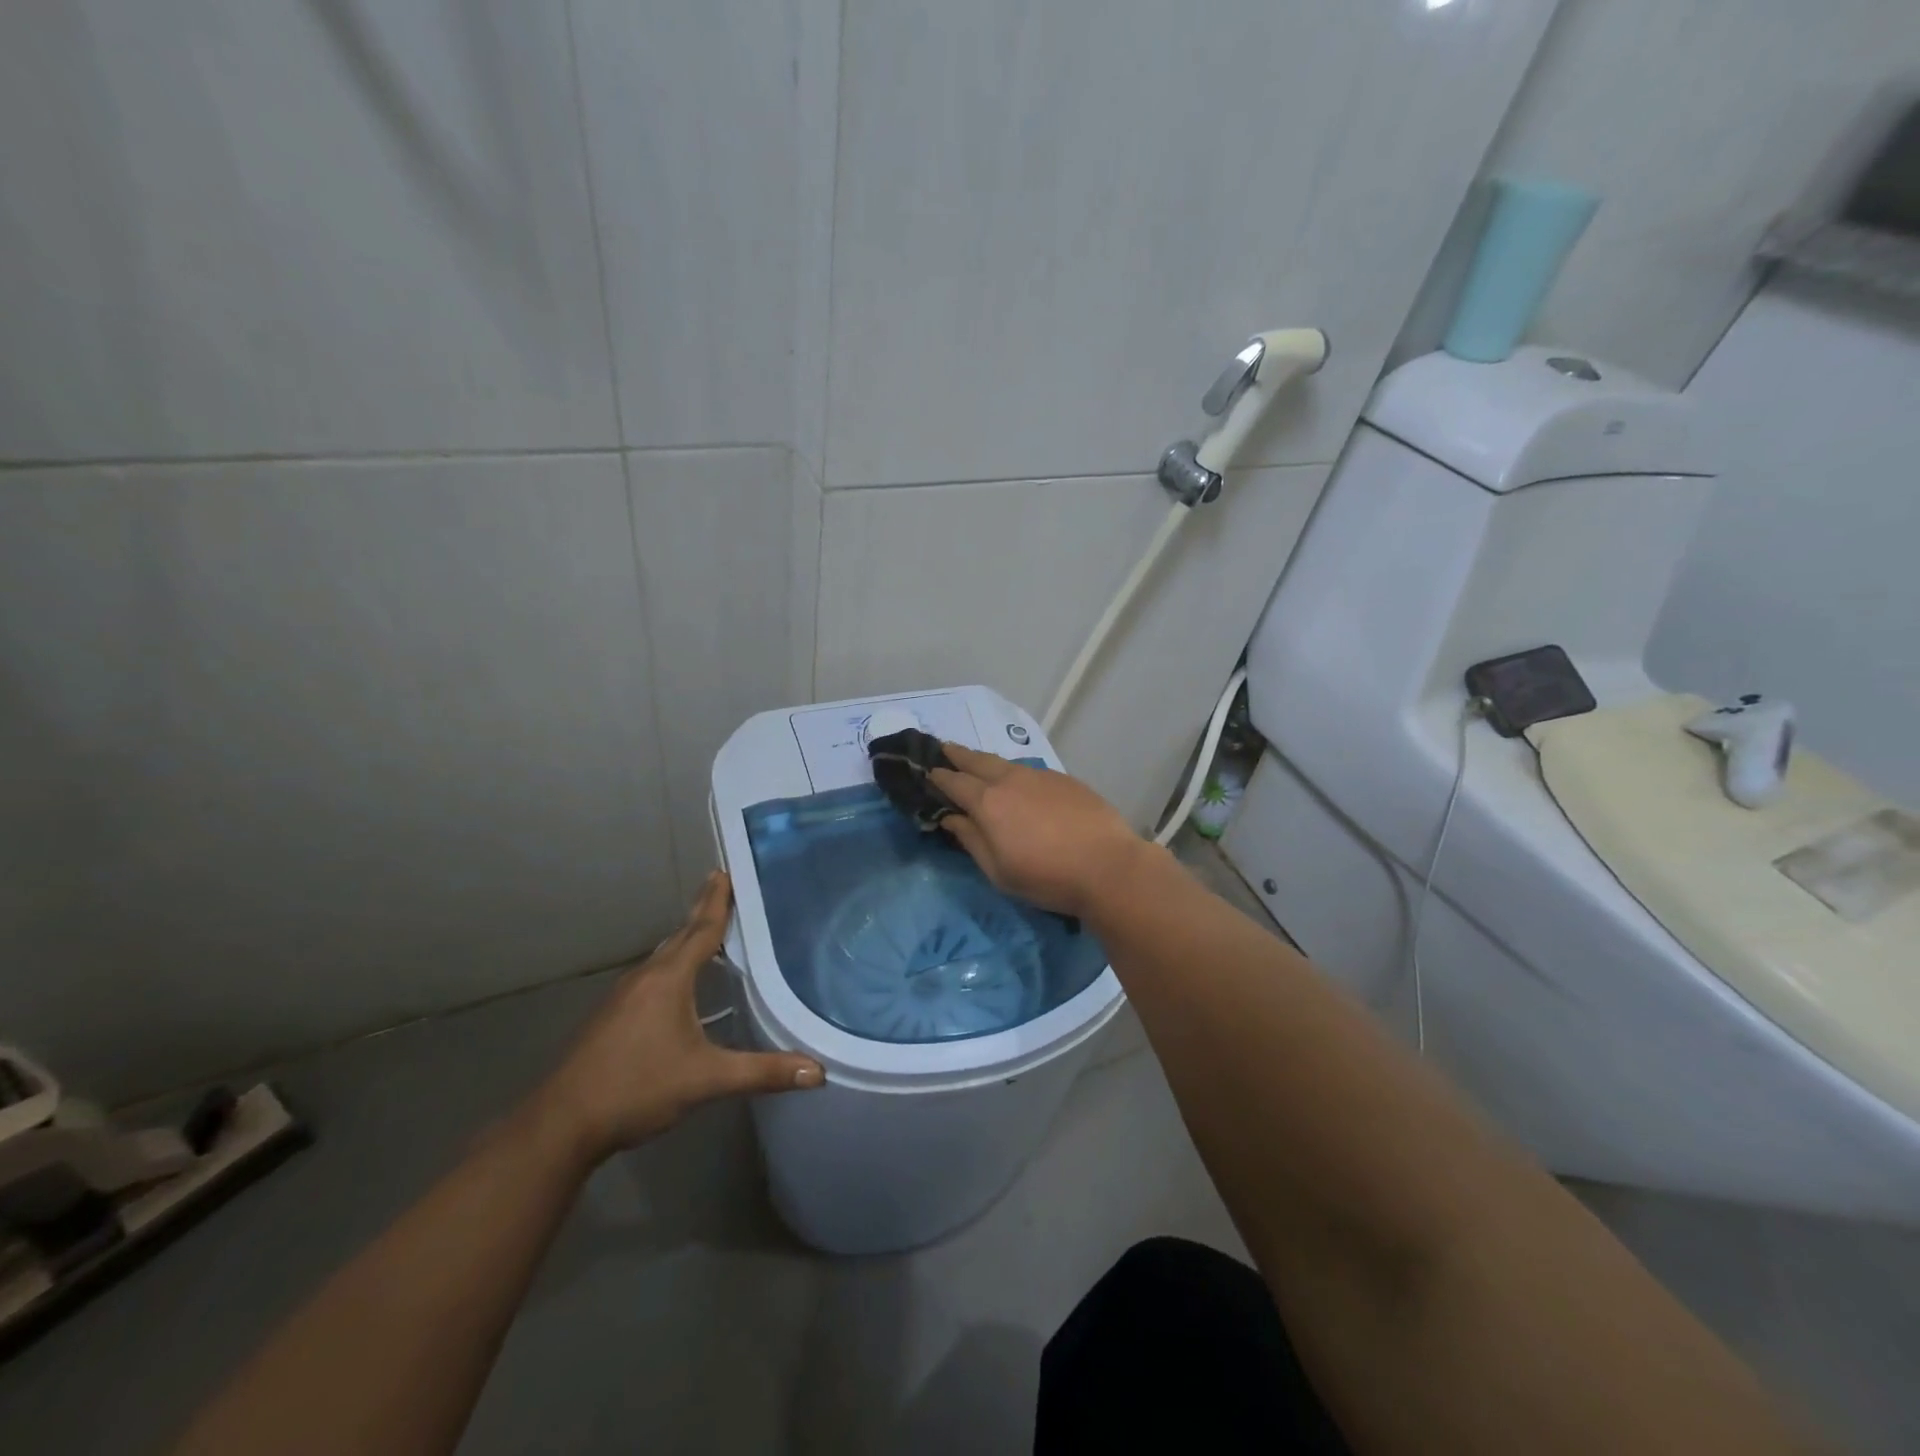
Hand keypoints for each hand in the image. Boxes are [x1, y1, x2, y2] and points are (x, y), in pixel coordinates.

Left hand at [526, 871, 822, 1165]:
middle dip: (702, 912)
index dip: (717, 902)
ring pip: (662, 957)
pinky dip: (671, 966)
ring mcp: (622, 997)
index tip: (725, 872)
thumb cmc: (637, 1089)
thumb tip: (817, 1072)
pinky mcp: (610, 1018)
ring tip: (706, 929)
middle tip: (720, 886)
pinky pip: (650, 977)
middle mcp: (644, 979)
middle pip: (679, 936)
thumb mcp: (706, 1080)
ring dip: (685, 939)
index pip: (701, 930)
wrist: (560, 1125)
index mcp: (668, 980)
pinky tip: (677, 983)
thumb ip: (762, 1072)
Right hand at [931, 742, 1150, 919]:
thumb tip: (952, 818)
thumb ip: (972, 840)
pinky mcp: (1065, 780)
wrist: (1108, 866)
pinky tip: (1019, 783)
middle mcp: (1011, 780)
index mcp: (988, 803)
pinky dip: (1015, 772)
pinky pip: (1030, 771)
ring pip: (1005, 762)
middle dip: (958, 754)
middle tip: (944, 748)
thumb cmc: (1047, 877)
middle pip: (978, 761)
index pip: (955, 782)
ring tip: (978, 763)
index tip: (928, 772)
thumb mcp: (999, 871)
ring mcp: (1040, 776)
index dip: (939, 776)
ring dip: (986, 761)